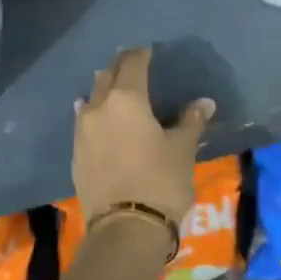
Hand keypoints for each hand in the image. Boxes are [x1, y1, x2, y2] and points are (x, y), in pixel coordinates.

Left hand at [72, 47, 213, 225]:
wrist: (125, 229)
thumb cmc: (160, 181)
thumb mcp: (182, 149)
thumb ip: (190, 121)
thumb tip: (204, 102)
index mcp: (127, 99)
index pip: (132, 65)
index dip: (140, 55)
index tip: (147, 50)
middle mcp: (98, 108)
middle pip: (107, 78)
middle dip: (119, 68)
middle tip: (130, 64)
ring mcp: (82, 132)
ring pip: (91, 99)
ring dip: (102, 90)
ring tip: (111, 89)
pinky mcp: (76, 156)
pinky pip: (83, 124)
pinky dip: (93, 116)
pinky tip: (96, 120)